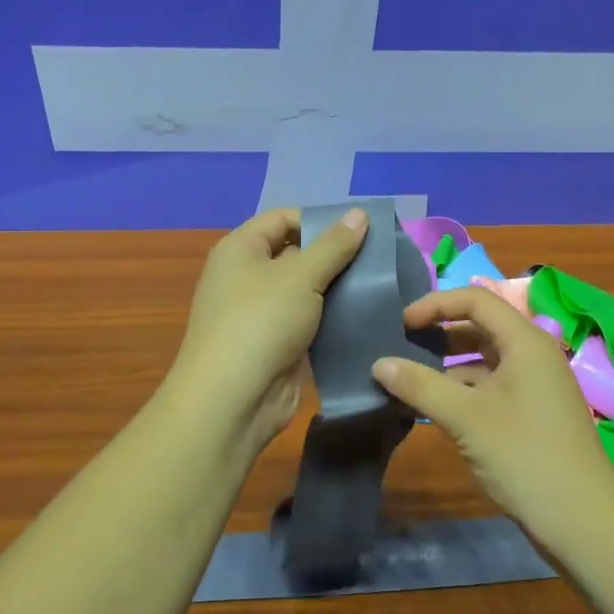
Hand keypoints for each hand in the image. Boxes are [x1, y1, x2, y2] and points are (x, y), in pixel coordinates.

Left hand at [166, 206, 369, 450]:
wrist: (233, 400)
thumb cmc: (261, 322)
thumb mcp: (301, 276)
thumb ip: (334, 245)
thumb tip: (359, 213)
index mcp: (241, 249)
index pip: (283, 218)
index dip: (320, 220)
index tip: (361, 232)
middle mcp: (247, 276)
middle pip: (297, 253)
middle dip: (336, 256)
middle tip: (380, 259)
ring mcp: (261, 313)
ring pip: (307, 291)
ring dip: (339, 289)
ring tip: (381, 286)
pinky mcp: (277, 344)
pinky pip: (310, 322)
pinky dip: (333, 319)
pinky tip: (366, 317)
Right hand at [372, 287, 613, 541]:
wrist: (582, 520)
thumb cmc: (525, 456)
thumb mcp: (466, 418)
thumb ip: (420, 386)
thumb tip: (379, 364)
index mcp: (525, 342)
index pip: (476, 300)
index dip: (435, 304)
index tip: (400, 325)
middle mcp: (533, 355)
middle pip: (480, 327)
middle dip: (439, 333)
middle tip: (400, 348)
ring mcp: (534, 386)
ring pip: (484, 360)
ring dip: (446, 366)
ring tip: (407, 381)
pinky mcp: (531, 413)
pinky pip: (490, 387)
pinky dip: (461, 392)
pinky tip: (433, 410)